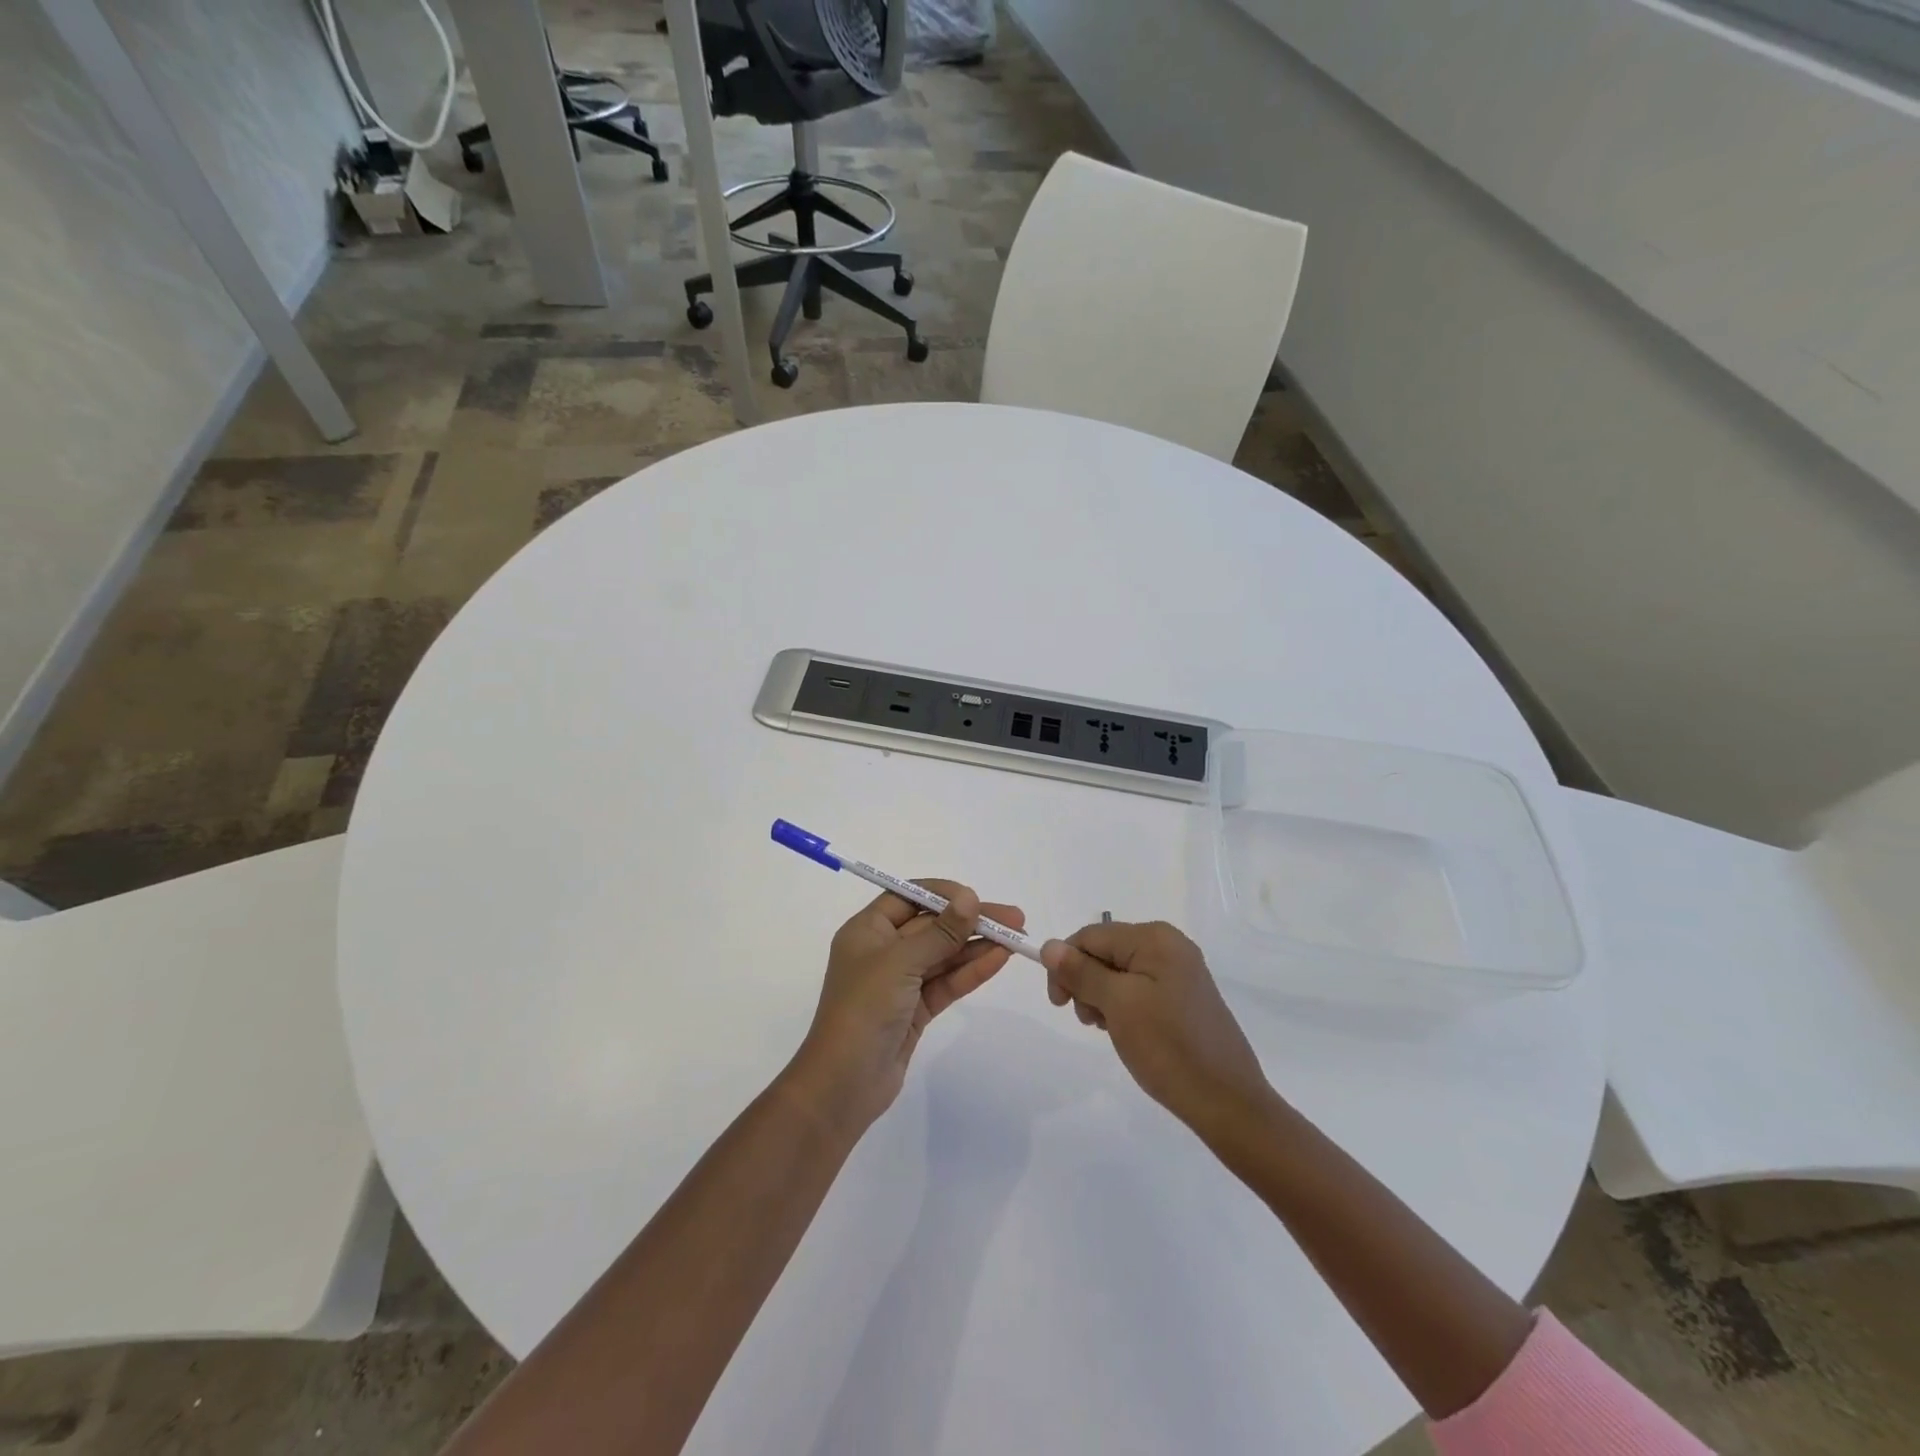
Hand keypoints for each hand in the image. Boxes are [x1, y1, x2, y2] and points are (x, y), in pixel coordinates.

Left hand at [787, 882, 1023, 1136]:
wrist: (844, 1084)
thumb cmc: (864, 1009)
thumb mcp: (900, 962)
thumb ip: (940, 931)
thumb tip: (970, 897)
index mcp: (867, 930)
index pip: (908, 897)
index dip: (943, 894)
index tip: (976, 897)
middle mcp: (883, 950)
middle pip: (932, 925)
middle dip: (970, 920)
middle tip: (1015, 918)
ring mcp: (900, 982)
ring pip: (944, 955)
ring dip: (977, 945)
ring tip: (1017, 937)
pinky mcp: (915, 1010)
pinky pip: (947, 982)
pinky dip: (971, 971)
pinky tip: (999, 959)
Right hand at [1041, 921, 1269, 1138]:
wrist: (1227, 1102)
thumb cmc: (1168, 1047)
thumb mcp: (1117, 1005)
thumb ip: (1081, 972)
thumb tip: (1049, 946)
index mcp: (1154, 937)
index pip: (1090, 936)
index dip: (1066, 964)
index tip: (1059, 1003)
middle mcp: (1168, 944)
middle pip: (1104, 951)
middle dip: (1086, 982)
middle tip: (1089, 1020)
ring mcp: (1179, 970)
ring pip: (1118, 971)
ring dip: (1102, 997)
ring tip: (1109, 1029)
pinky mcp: (1183, 995)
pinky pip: (1138, 987)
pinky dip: (1122, 1006)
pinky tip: (1126, 1031)